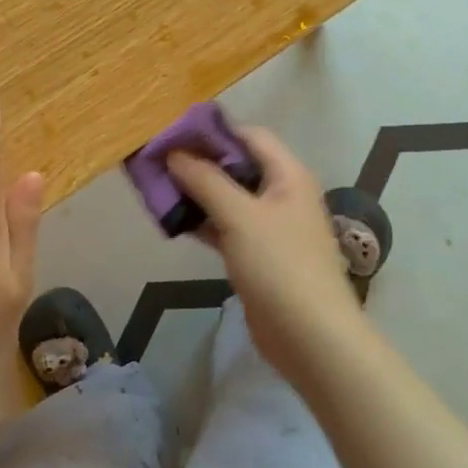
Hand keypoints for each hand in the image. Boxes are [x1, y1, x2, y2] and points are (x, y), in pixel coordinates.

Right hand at [168, 126, 356, 384]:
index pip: (249, 135)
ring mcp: (271, 227)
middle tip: (158, 159)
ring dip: (196, 192)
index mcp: (288, 175)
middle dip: (199, 161)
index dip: (213, 130)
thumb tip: (174, 152)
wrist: (310, 337)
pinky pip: (226, 226)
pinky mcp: (258, 255)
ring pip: (228, 197)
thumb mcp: (239, 216)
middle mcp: (282, 194)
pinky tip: (173, 221)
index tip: (173, 131)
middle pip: (237, 165)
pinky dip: (202, 221)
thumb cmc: (279, 265)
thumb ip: (205, 180)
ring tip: (157, 186)